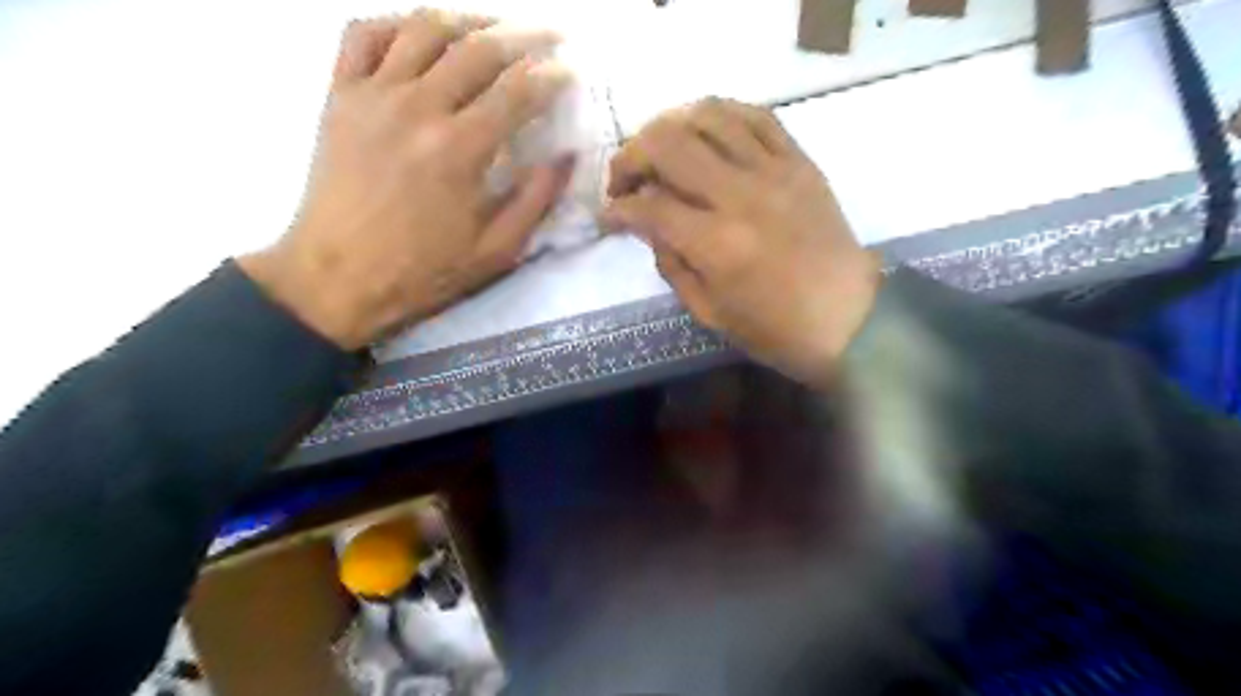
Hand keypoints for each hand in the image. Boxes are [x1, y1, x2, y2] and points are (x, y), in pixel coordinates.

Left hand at [239, 10, 575, 348]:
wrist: (337, 278)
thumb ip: (536, 200)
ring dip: (469, 18)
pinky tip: (422, 35)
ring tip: (495, 27)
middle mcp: (419, 108)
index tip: (571, 73)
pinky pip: (364, 34)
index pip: (518, 90)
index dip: (552, 76)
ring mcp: (373, 95)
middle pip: (479, 48)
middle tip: (551, 38)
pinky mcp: (339, 96)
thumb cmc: (423, 272)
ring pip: (425, 27)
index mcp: (461, 149)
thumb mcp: (496, 251)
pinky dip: (397, 22)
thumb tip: (566, 157)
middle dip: (525, 36)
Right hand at [604, 99, 880, 389]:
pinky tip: (705, 132)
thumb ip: (670, 263)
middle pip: (668, 144)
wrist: (849, 319)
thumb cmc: (775, 330)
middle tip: (625, 180)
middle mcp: (741, 195)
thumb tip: (646, 224)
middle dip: (631, 157)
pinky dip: (721, 115)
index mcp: (716, 244)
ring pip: (708, 116)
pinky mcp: (800, 161)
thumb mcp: (709, 312)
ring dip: (670, 127)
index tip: (609, 216)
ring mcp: (775, 171)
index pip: (649, 206)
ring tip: (661, 152)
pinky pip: (756, 116)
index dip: (617, 209)